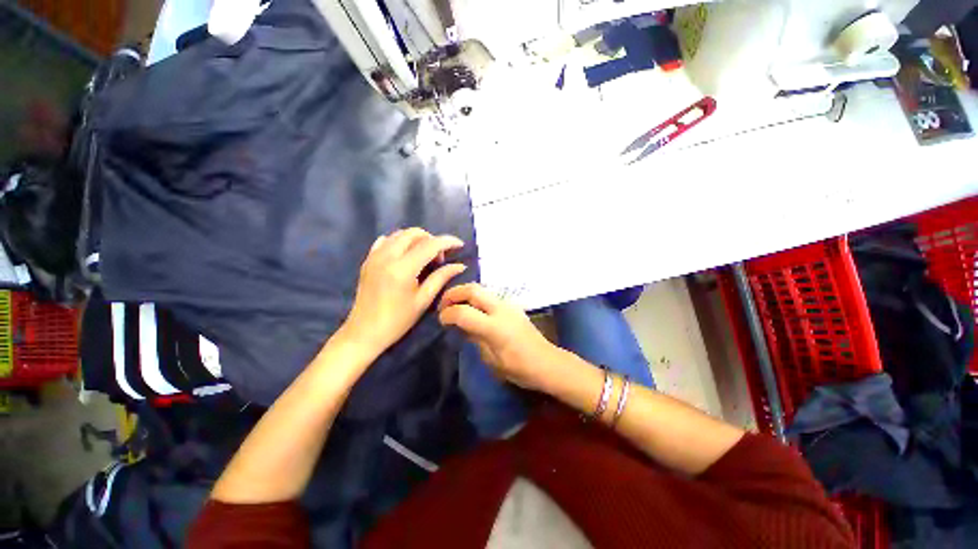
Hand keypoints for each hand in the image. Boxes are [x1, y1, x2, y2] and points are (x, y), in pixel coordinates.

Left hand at [339, 228, 466, 356]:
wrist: (364, 332)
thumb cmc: (398, 320)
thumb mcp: (423, 300)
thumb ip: (441, 278)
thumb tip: (460, 265)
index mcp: (403, 268)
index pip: (430, 245)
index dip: (448, 242)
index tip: (460, 245)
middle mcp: (387, 256)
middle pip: (414, 233)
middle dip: (432, 240)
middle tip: (439, 258)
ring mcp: (375, 256)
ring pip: (400, 234)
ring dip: (416, 240)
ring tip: (424, 257)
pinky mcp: (368, 260)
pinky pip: (385, 241)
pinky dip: (399, 242)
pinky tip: (405, 256)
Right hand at [438, 283, 560, 391]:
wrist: (547, 362)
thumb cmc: (519, 368)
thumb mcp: (492, 360)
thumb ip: (475, 339)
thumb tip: (462, 326)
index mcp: (494, 327)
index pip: (463, 312)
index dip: (447, 314)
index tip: (441, 320)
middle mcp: (501, 309)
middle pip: (472, 289)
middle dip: (453, 293)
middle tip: (443, 305)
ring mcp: (508, 305)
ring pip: (481, 289)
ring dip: (464, 293)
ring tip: (454, 305)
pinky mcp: (512, 306)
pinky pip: (489, 296)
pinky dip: (475, 298)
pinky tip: (472, 310)